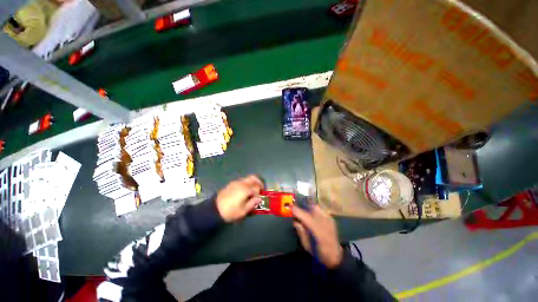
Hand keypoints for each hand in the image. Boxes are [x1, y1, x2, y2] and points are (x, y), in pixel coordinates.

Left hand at [216, 175, 263, 221]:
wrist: (214, 210)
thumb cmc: (230, 211)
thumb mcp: (243, 211)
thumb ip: (252, 204)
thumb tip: (259, 199)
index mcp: (245, 189)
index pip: (257, 188)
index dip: (259, 194)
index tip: (258, 200)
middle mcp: (241, 183)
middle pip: (253, 178)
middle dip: (259, 182)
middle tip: (261, 189)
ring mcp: (236, 182)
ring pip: (247, 178)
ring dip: (252, 183)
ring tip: (252, 191)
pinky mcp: (231, 184)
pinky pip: (242, 181)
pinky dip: (246, 184)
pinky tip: (244, 191)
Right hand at [293, 205, 342, 268]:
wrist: (335, 256)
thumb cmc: (319, 252)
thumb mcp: (306, 245)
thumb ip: (300, 231)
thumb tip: (295, 221)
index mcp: (316, 229)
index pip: (303, 215)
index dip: (295, 210)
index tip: (289, 207)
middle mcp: (323, 220)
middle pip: (311, 207)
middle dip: (303, 207)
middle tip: (297, 210)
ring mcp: (328, 218)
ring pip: (316, 207)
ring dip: (309, 208)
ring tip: (305, 212)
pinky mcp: (331, 219)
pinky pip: (321, 210)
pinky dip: (315, 211)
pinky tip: (313, 216)